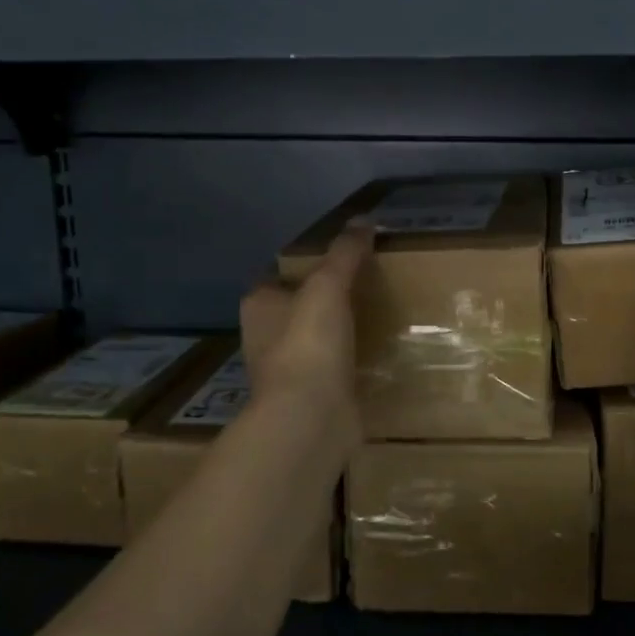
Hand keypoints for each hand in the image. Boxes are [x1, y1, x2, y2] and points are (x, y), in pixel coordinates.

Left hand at [240, 225, 371, 421]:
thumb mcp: (329, 285)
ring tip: (375, 316)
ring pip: (313, 340)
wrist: (311, 417)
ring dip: (335, 333)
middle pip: (295, 309)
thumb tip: (364, 218)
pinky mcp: (310, 397)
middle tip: (363, 285)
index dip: (303, 266)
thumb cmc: (309, 343)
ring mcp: (286, 371)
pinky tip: (374, 353)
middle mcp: (265, 337)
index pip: (277, 276)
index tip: (338, 260)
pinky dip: (348, 362)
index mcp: (259, 305)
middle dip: (322, 301)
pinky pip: (331, 369)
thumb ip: (345, 253)